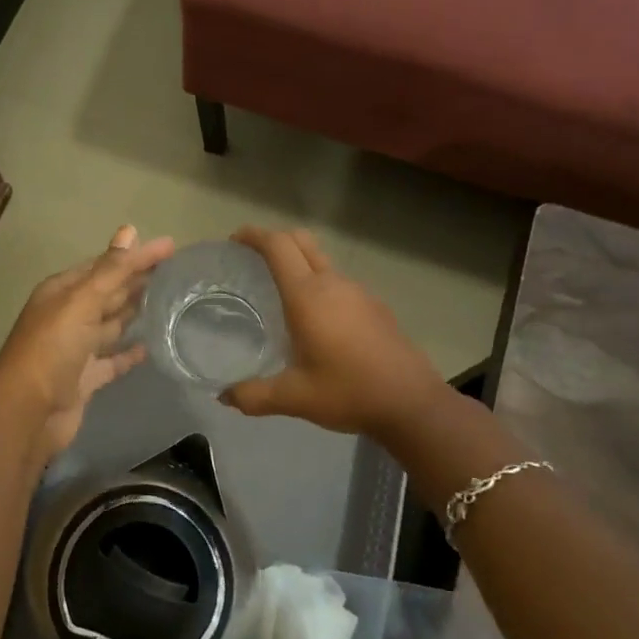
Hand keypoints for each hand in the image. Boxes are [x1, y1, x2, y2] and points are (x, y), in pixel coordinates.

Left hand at [0, 225, 174, 461]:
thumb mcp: (80, 303)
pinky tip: (151, 345)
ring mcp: (77, 349)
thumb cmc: (52, 350)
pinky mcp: (86, 378)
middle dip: (138, 279)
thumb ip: (109, 271)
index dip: (135, 255)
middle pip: (109, 292)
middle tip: (177, 270)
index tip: (171, 246)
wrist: (28, 415)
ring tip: (170, 301)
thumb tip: (130, 230)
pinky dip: (129, 352)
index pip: (105, 265)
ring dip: (135, 312)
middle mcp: (68, 316)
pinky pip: (112, 360)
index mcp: (62, 292)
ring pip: (111, 324)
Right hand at [220, 227, 448, 439]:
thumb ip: (254, 395)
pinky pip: (339, 282)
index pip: (278, 246)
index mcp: (308, 296)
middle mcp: (333, 284)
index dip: (254, 236)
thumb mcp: (294, 398)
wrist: (412, 403)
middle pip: (302, 241)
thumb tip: (225, 396)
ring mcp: (359, 293)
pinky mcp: (375, 307)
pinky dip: (319, 284)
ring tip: (280, 293)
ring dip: (299, 263)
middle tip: (253, 259)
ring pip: (322, 261)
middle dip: (275, 240)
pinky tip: (316, 320)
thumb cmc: (349, 392)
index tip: (235, 240)